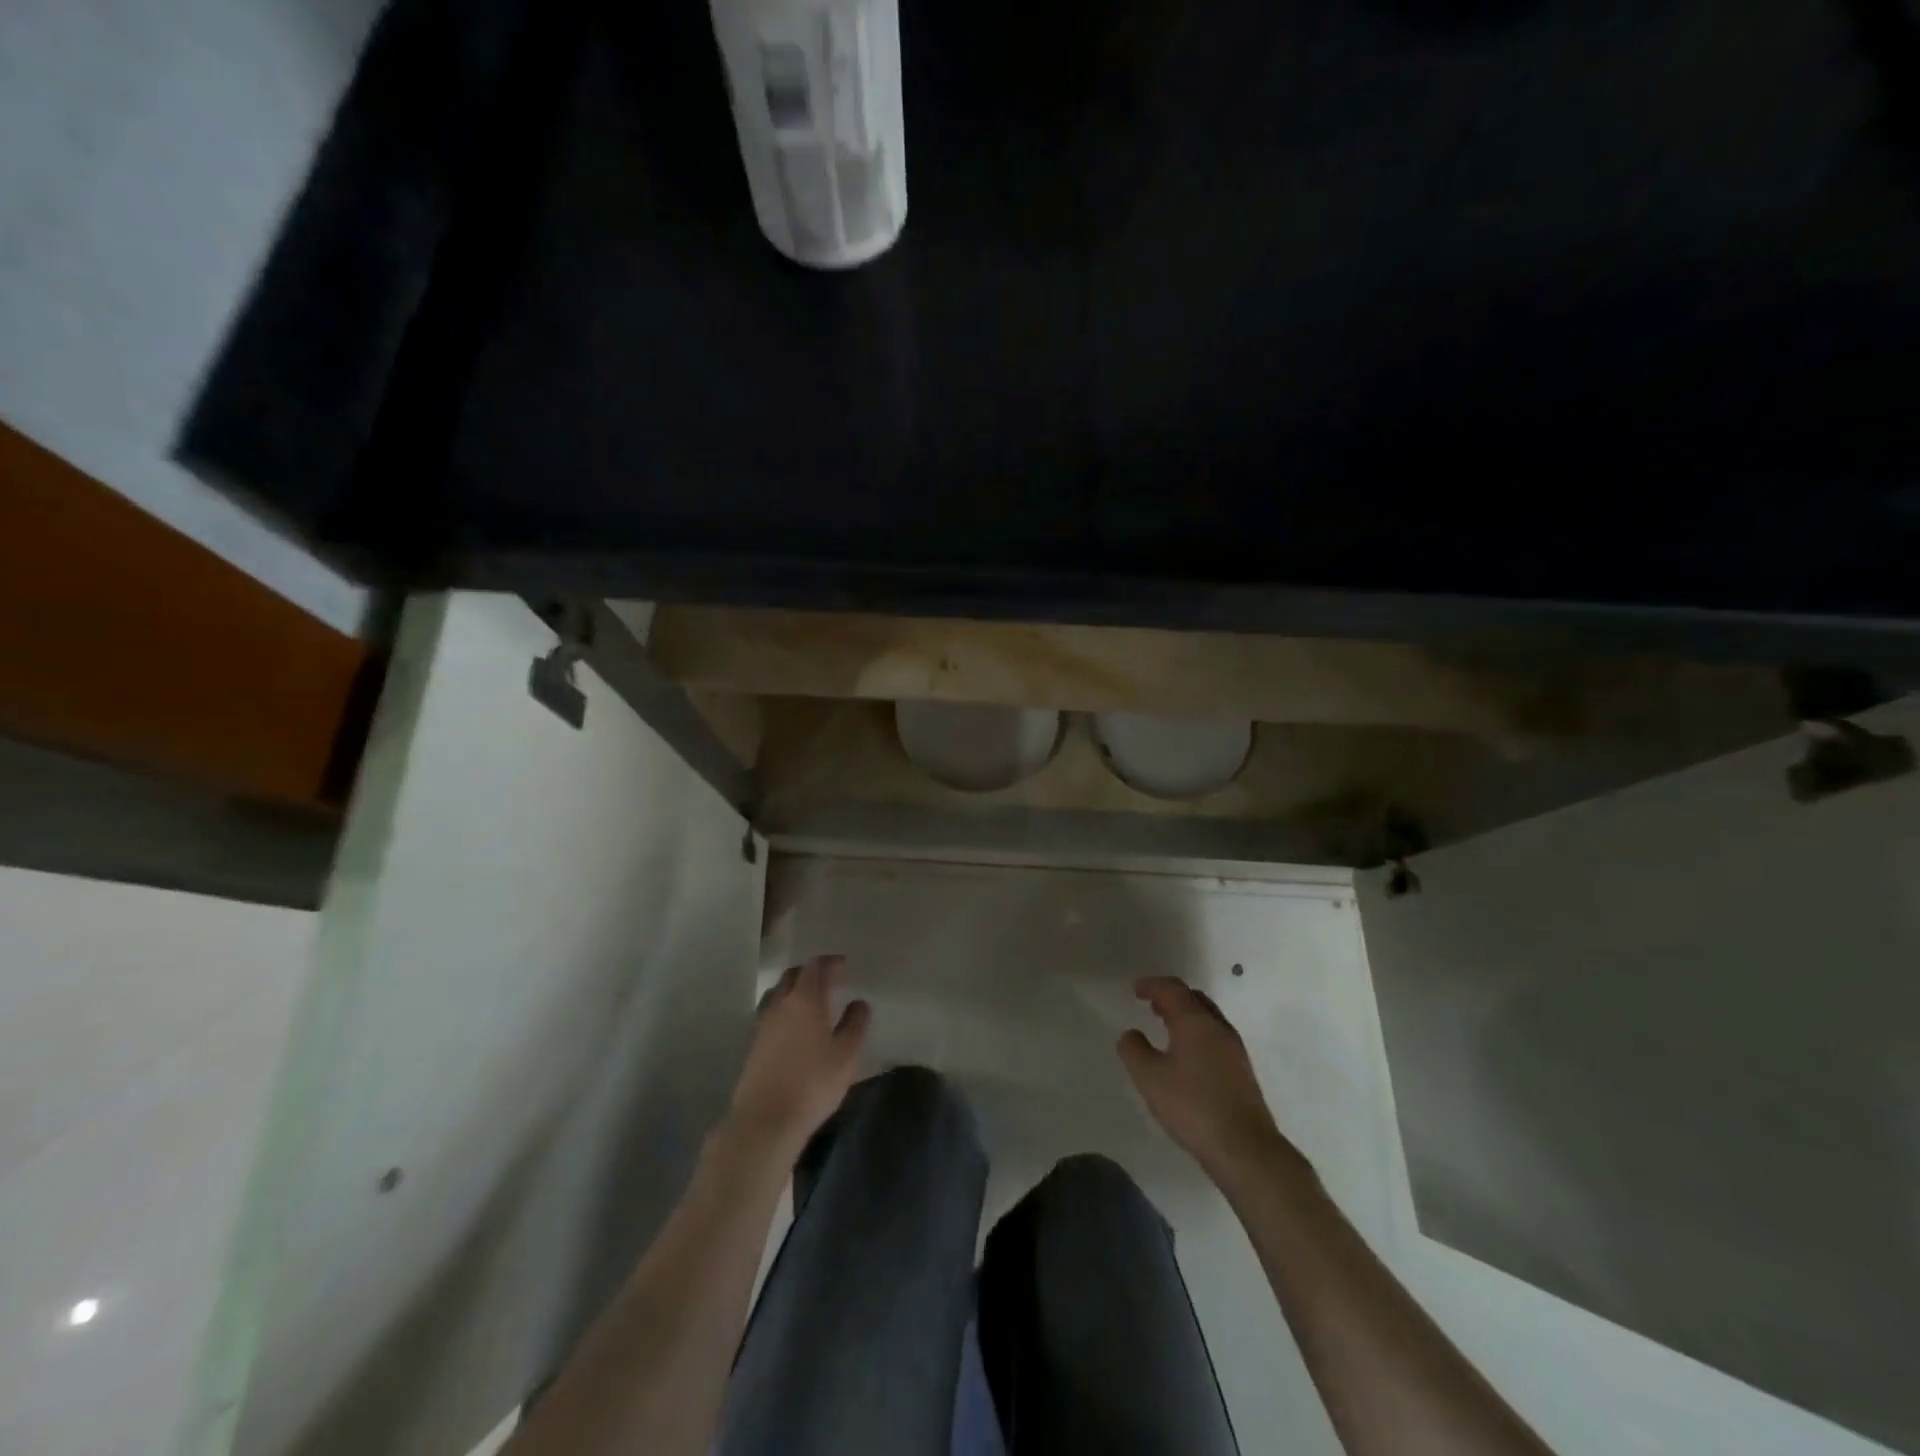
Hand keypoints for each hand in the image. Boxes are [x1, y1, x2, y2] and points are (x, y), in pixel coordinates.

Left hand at [726, 955, 869, 1164]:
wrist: (766, 1120)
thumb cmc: (813, 1083)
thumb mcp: (847, 1054)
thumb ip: (855, 1024)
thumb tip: (859, 1003)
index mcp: (805, 999)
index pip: (816, 966)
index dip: (830, 962)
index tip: (844, 966)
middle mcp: (780, 1003)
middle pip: (793, 975)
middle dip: (811, 972)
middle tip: (829, 981)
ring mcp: (763, 1023)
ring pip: (777, 992)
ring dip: (794, 989)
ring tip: (810, 1001)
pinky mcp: (753, 1043)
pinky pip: (769, 1012)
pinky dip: (783, 1008)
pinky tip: (792, 1025)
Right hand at [1118, 976, 1295, 1183]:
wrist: (1245, 1148)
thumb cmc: (1192, 1106)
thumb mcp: (1149, 1077)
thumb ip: (1134, 1049)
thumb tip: (1131, 1033)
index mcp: (1195, 1021)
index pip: (1173, 989)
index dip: (1152, 985)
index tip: (1135, 989)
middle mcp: (1218, 1027)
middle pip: (1194, 998)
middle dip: (1171, 996)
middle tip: (1151, 1004)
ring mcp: (1234, 1049)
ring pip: (1207, 1018)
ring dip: (1185, 1015)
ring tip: (1166, 1027)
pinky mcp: (1242, 1071)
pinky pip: (1215, 1037)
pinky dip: (1197, 1033)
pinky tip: (1187, 1055)